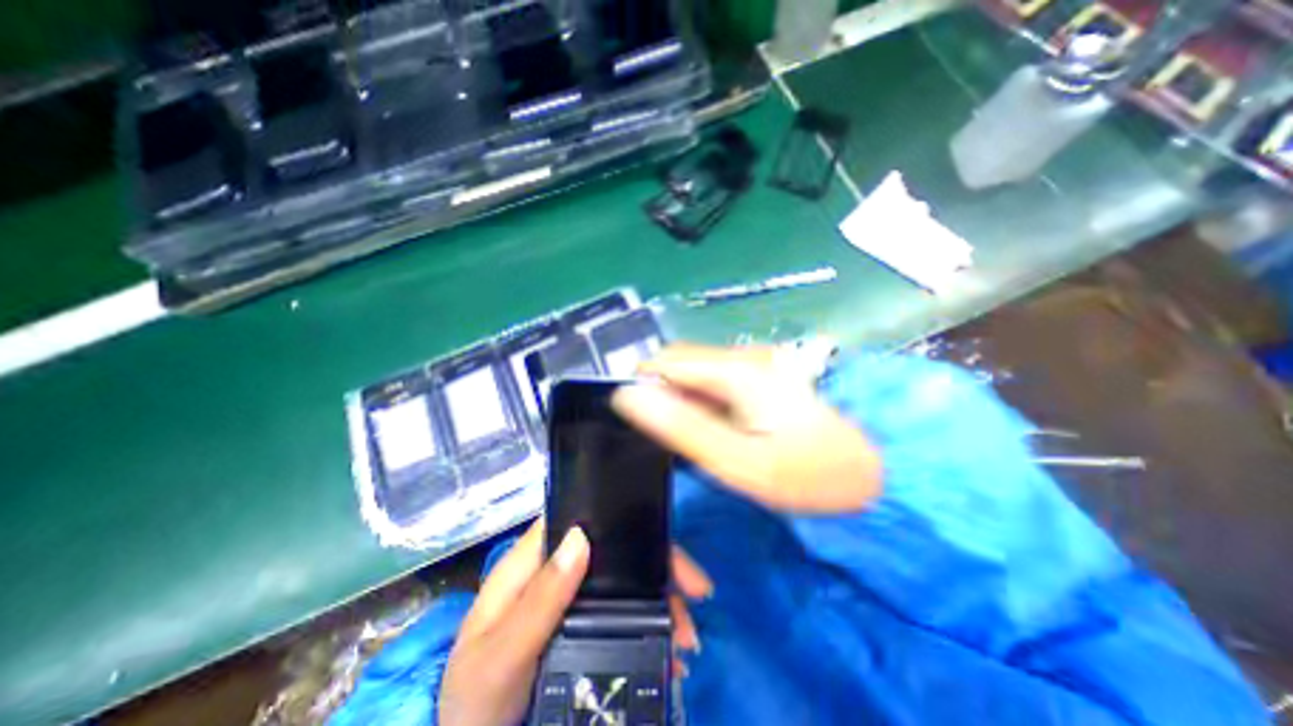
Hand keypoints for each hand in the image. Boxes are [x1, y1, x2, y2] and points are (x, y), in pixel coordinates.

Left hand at [440, 519, 710, 723]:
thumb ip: (538, 602)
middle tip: (695, 597)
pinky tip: (670, 651)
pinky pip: (626, 614)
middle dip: (657, 567)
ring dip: (662, 600)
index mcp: (532, 563)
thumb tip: (581, 538)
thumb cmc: (477, 703)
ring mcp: (572, 599)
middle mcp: (556, 572)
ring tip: (686, 639)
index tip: (663, 544)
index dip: (621, 518)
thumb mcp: (500, 657)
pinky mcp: (585, 626)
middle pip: (614, 550)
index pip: (579, 519)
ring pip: (626, 581)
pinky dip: (653, 626)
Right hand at [613, 342, 883, 512]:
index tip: (641, 424)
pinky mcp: (762, 377)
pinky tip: (718, 431)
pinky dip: (705, 404)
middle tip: (672, 440)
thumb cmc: (809, 473)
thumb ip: (682, 427)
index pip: (664, 360)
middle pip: (679, 363)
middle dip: (665, 396)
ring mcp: (755, 364)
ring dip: (685, 402)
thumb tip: (630, 396)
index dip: (644, 387)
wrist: (878, 472)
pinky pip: (716, 384)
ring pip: (696, 374)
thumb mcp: (738, 461)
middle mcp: (742, 356)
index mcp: (735, 370)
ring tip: (696, 439)